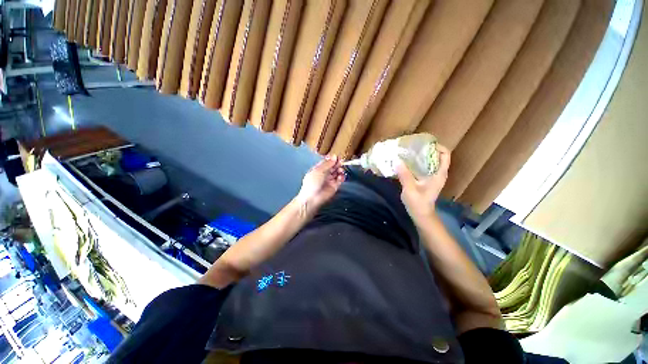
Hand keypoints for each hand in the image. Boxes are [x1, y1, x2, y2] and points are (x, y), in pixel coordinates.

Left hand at [297, 155, 345, 211]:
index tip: (338, 157)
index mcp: (319, 168)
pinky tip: (340, 177)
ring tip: (340, 170)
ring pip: (337, 172)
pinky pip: (340, 179)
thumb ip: (327, 163)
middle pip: (333, 166)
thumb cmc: (312, 183)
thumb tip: (335, 156)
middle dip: (337, 164)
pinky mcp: (335, 186)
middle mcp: (325, 173)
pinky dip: (342, 177)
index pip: (327, 162)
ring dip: (340, 170)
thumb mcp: (319, 170)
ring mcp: (330, 180)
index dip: (332, 159)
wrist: (312, 198)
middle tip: (341, 163)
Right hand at [395, 145, 450, 222]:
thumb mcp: (410, 189)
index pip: (445, 154)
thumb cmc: (418, 203)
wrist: (421, 215)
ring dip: (420, 156)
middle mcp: (437, 173)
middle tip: (412, 147)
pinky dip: (416, 163)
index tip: (423, 144)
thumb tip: (397, 161)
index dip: (437, 146)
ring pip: (429, 161)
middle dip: (425, 150)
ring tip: (407, 152)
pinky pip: (423, 167)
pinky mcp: (425, 180)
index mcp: (439, 174)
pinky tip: (405, 163)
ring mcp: (432, 177)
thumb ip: (404, 175)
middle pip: (436, 156)